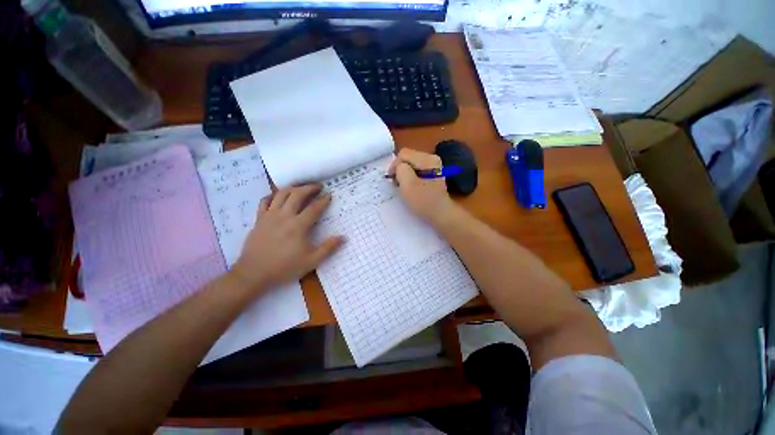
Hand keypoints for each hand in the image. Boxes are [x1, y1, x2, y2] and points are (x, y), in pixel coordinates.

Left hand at [231, 184, 343, 292]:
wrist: (253, 274)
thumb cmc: (284, 267)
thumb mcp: (311, 261)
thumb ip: (328, 248)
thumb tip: (343, 237)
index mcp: (298, 226)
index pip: (314, 208)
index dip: (323, 200)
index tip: (329, 195)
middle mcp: (284, 216)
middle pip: (297, 194)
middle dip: (309, 188)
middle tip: (318, 186)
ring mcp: (269, 216)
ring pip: (281, 194)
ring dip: (293, 188)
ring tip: (301, 188)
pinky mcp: (259, 219)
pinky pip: (265, 201)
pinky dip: (273, 196)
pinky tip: (278, 197)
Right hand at [387, 148, 455, 222]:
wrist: (440, 214)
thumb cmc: (423, 201)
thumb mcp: (408, 184)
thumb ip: (401, 170)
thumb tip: (399, 167)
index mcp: (427, 159)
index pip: (403, 154)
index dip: (394, 166)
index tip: (392, 180)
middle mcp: (431, 158)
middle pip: (407, 158)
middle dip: (399, 170)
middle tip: (396, 184)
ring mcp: (433, 166)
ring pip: (410, 165)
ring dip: (404, 175)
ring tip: (403, 187)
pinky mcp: (432, 174)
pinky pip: (416, 171)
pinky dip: (410, 178)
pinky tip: (410, 188)